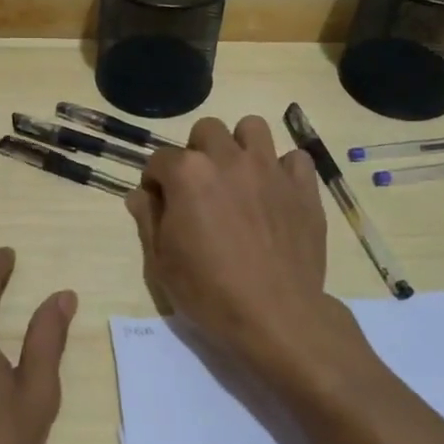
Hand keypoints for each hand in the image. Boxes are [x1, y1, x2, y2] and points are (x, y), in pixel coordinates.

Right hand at [126, 116, 365, 382]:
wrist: (276, 316)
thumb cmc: (209, 293)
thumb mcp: (161, 263)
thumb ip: (148, 219)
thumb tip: (140, 194)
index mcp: (188, 173)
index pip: (160, 159)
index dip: (156, 182)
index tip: (160, 204)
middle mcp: (228, 158)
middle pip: (206, 130)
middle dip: (197, 152)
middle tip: (200, 188)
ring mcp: (269, 168)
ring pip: (252, 127)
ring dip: (240, 146)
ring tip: (239, 177)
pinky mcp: (303, 186)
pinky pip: (295, 158)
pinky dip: (284, 169)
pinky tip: (277, 192)